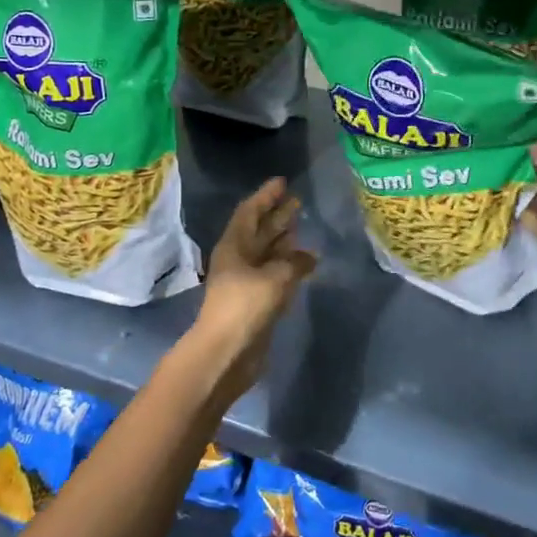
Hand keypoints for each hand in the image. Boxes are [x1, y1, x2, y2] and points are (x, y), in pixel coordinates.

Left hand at [185, 178, 317, 399]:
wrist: (226, 354)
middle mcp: (239, 259)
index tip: (282, 182)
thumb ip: (294, 262)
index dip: (265, 196)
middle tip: (298, 201)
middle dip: (277, 215)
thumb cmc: (244, 307)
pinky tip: (306, 263)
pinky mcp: (257, 302)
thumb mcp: (274, 278)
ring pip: (268, 253)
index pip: (250, 212)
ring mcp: (247, 282)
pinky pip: (275, 275)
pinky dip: (290, 266)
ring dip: (284, 240)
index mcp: (234, 246)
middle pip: (260, 231)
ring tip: (303, 226)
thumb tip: (310, 256)